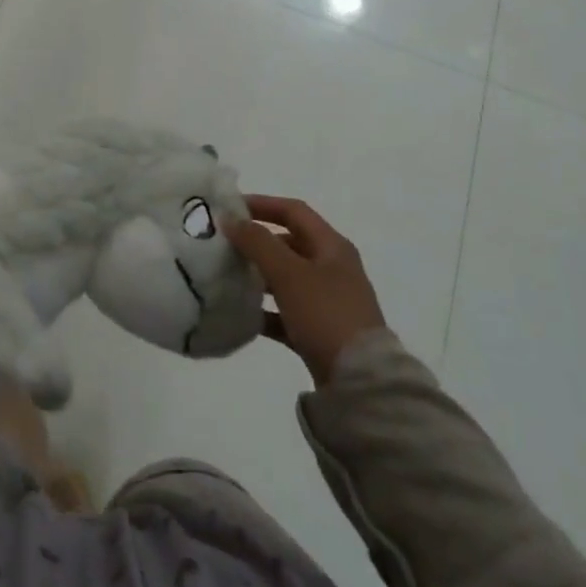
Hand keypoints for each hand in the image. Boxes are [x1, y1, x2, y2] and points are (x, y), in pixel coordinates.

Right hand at [226, 195, 385, 385]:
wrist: (361, 381)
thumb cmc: (325, 313)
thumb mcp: (289, 272)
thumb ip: (258, 242)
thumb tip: (231, 219)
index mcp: (332, 247)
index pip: (294, 211)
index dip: (262, 204)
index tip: (230, 209)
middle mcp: (333, 268)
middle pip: (290, 243)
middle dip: (257, 241)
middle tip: (224, 243)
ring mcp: (329, 302)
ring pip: (287, 278)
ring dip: (259, 275)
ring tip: (227, 276)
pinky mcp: (321, 332)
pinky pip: (287, 312)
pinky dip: (266, 311)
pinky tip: (243, 315)